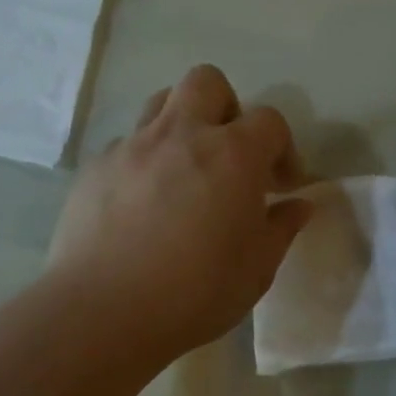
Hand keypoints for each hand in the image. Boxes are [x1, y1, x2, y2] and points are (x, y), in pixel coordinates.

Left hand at [49, 65, 310, 356]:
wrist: (104, 312)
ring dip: (182, 124)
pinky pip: (126, 145)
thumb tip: (299, 205)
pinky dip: (144, 161)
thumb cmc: (196, 291)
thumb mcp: (257, 268)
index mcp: (232, 154)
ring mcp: (132, 146)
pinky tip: (143, 204)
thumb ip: (282, 228)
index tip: (281, 186)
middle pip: (207, 82)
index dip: (283, 148)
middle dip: (227, 109)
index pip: (269, 121)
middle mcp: (181, 134)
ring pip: (160, 103)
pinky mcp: (95, 168)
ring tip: (185, 170)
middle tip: (230, 155)